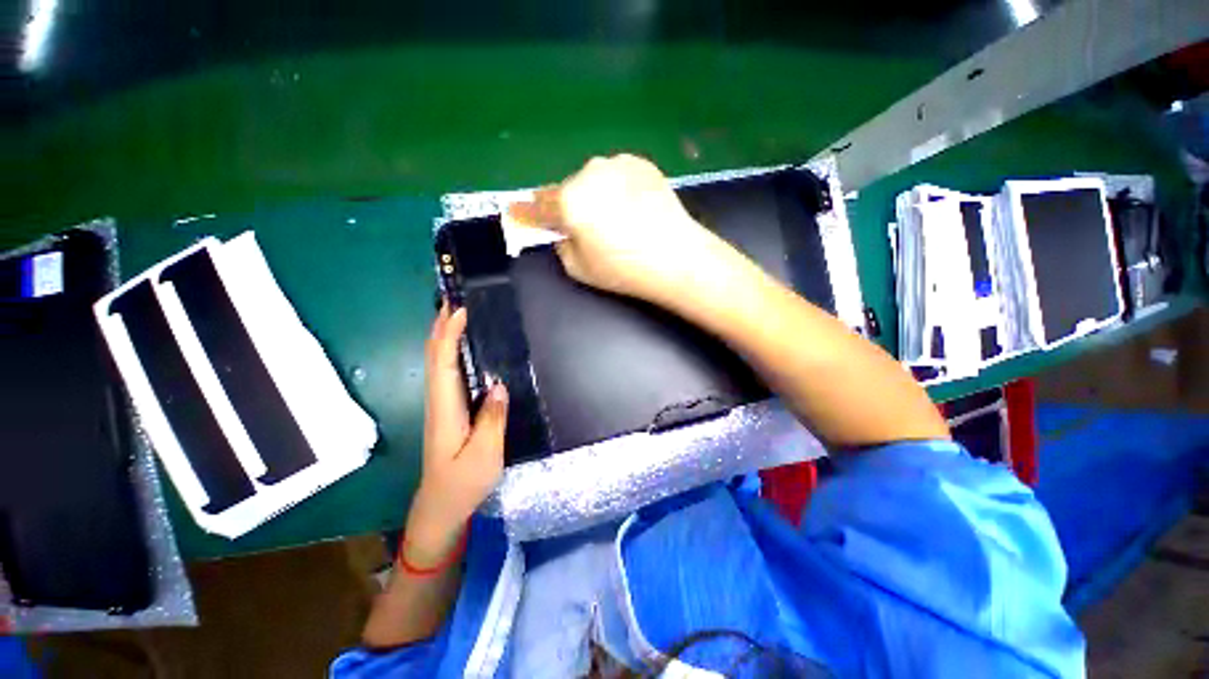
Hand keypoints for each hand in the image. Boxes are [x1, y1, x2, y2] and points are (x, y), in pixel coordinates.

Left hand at [405, 302, 507, 567]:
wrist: (441, 508)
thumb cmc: (463, 484)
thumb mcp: (484, 456)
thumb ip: (492, 420)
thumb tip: (498, 384)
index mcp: (445, 409)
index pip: (442, 363)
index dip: (448, 334)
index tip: (460, 309)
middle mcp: (439, 401)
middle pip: (434, 357)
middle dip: (440, 326)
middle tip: (454, 299)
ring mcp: (442, 406)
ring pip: (438, 363)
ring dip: (444, 336)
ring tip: (458, 314)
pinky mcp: (449, 410)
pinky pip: (447, 373)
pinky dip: (450, 353)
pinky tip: (463, 348)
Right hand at [507, 154, 732, 305]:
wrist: (677, 256)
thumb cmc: (625, 269)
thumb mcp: (580, 269)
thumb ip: (561, 245)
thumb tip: (562, 231)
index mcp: (570, 201)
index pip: (537, 206)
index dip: (525, 213)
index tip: (515, 212)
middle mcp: (589, 173)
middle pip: (566, 190)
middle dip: (568, 207)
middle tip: (584, 228)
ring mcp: (617, 164)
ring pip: (592, 180)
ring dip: (594, 196)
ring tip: (615, 220)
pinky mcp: (640, 163)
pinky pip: (616, 176)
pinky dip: (616, 189)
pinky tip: (632, 208)